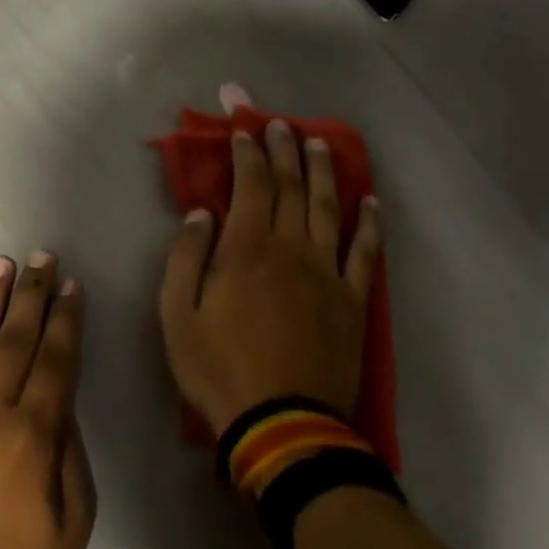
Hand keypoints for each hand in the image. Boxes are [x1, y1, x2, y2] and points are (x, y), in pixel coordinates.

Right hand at [159, 119, 382, 435]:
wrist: (282, 424)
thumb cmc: (219, 369)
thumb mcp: (177, 316)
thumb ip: (186, 258)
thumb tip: (201, 214)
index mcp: (246, 250)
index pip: (251, 187)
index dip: (248, 155)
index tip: (245, 132)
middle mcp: (291, 250)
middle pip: (291, 188)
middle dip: (285, 151)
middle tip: (281, 124)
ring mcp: (327, 274)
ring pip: (329, 209)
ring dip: (324, 173)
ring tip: (321, 144)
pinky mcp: (353, 301)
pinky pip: (365, 253)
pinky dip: (370, 225)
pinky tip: (371, 203)